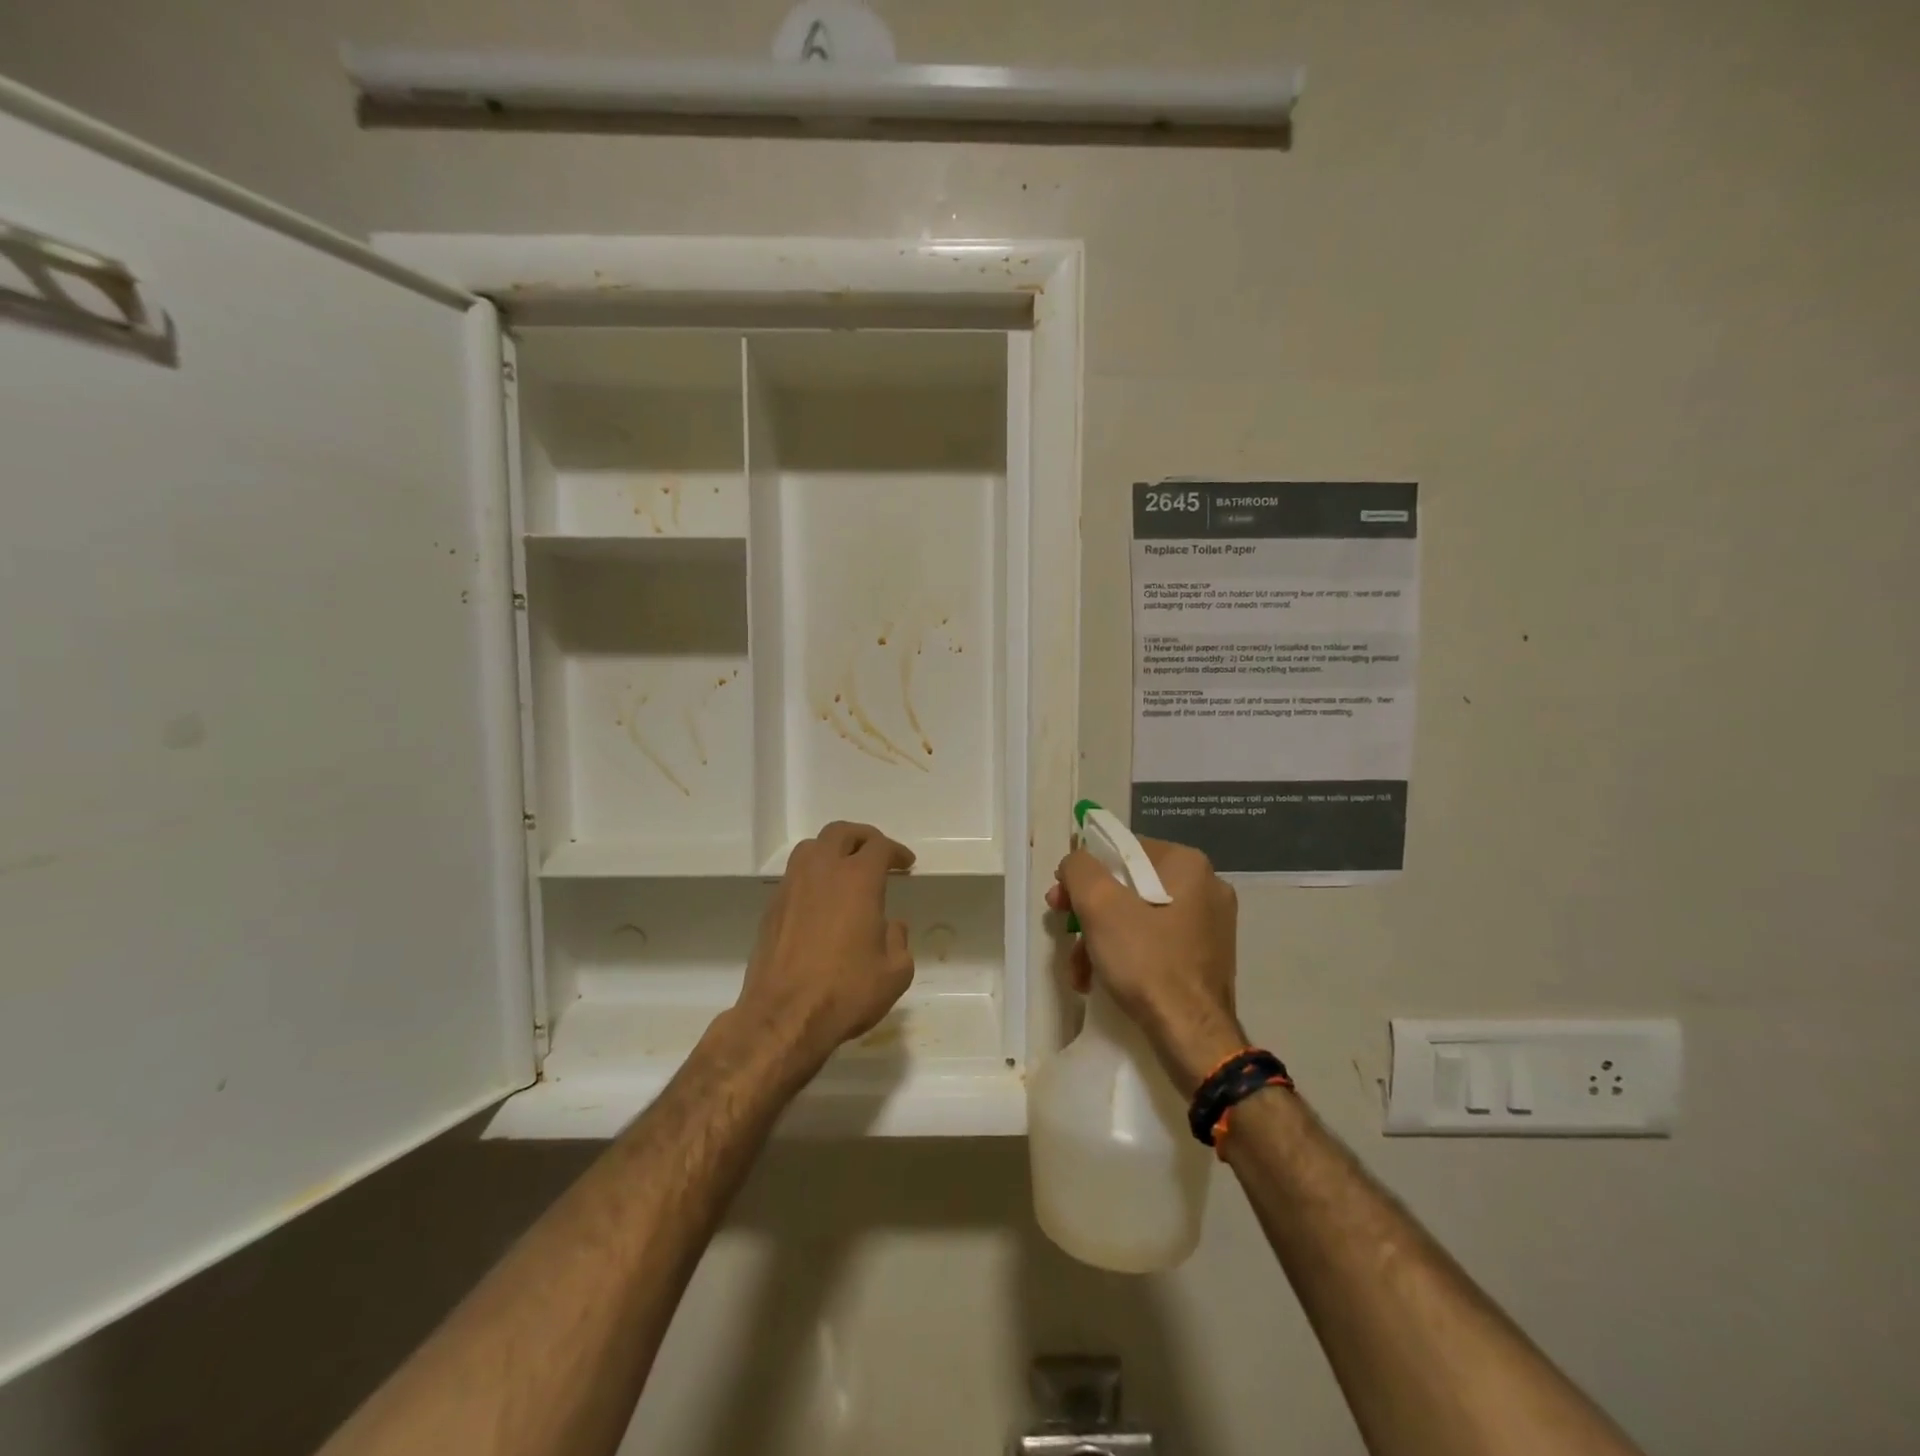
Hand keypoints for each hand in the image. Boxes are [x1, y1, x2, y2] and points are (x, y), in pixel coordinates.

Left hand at [731, 821, 916, 1075]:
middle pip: (841, 833)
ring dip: (833, 850)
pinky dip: (813, 874)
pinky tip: (822, 899)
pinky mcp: (772, 908)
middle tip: (877, 854)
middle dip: (863, 838)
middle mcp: (822, 872)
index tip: (906, 864)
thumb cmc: (846, 992)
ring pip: (811, 848)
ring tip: (846, 870)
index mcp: (857, 880)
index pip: (879, 847)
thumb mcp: (895, 973)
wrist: (782, 1018)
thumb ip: (899, 941)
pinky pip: (795, 874)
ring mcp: (791, 887)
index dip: (896, 851)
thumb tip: (891, 926)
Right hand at [1046, 836, 1245, 1093]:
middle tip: (1064, 929)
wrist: (1192, 1036)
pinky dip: (1125, 956)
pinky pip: (1155, 943)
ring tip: (1078, 969)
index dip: (1085, 872)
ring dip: (1101, 939)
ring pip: (1138, 918)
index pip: (1123, 850)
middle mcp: (1205, 887)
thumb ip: (1079, 869)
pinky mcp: (1204, 958)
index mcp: (1188, 864)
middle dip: (1090, 911)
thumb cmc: (1146, 961)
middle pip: (1129, 886)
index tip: (1061, 898)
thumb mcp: (1100, 905)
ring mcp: (1209, 925)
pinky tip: (1099, 981)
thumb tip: (1076, 862)